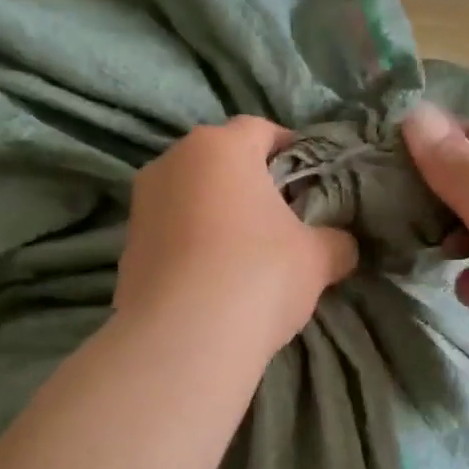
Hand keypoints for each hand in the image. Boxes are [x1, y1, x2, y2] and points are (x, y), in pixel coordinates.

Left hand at [117, 117, 359, 361]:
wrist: (184, 338)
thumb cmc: (259, 274)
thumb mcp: (317, 257)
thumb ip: (336, 241)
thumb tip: (342, 245)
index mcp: (219, 147)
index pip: (261, 130)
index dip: (291, 151)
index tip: (310, 181)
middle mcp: (172, 162)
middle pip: (220, 162)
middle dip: (250, 184)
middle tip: (281, 219)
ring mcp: (141, 204)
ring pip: (191, 197)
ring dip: (217, 215)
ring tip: (245, 254)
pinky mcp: (126, 247)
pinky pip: (171, 234)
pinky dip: (192, 246)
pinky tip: (213, 281)